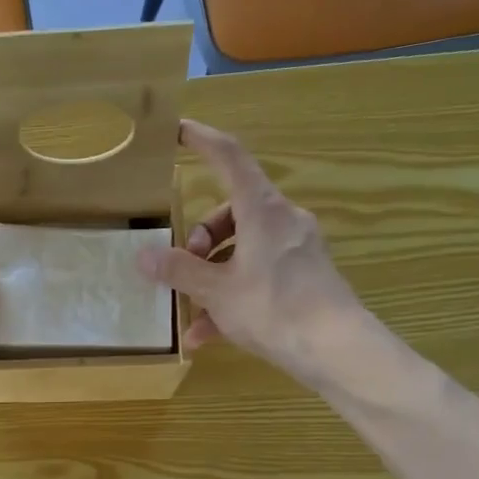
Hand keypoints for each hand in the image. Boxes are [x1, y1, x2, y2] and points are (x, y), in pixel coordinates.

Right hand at [137, 120, 366, 382]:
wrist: (335, 348)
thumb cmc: (273, 308)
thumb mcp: (216, 291)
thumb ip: (179, 271)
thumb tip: (144, 256)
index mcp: (262, 211)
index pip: (230, 158)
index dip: (203, 140)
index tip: (179, 130)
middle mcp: (282, 221)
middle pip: (231, 212)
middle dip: (199, 239)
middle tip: (181, 267)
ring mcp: (296, 249)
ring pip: (242, 249)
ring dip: (211, 276)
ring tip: (191, 313)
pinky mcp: (303, 276)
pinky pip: (258, 274)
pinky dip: (232, 296)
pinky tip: (208, 334)